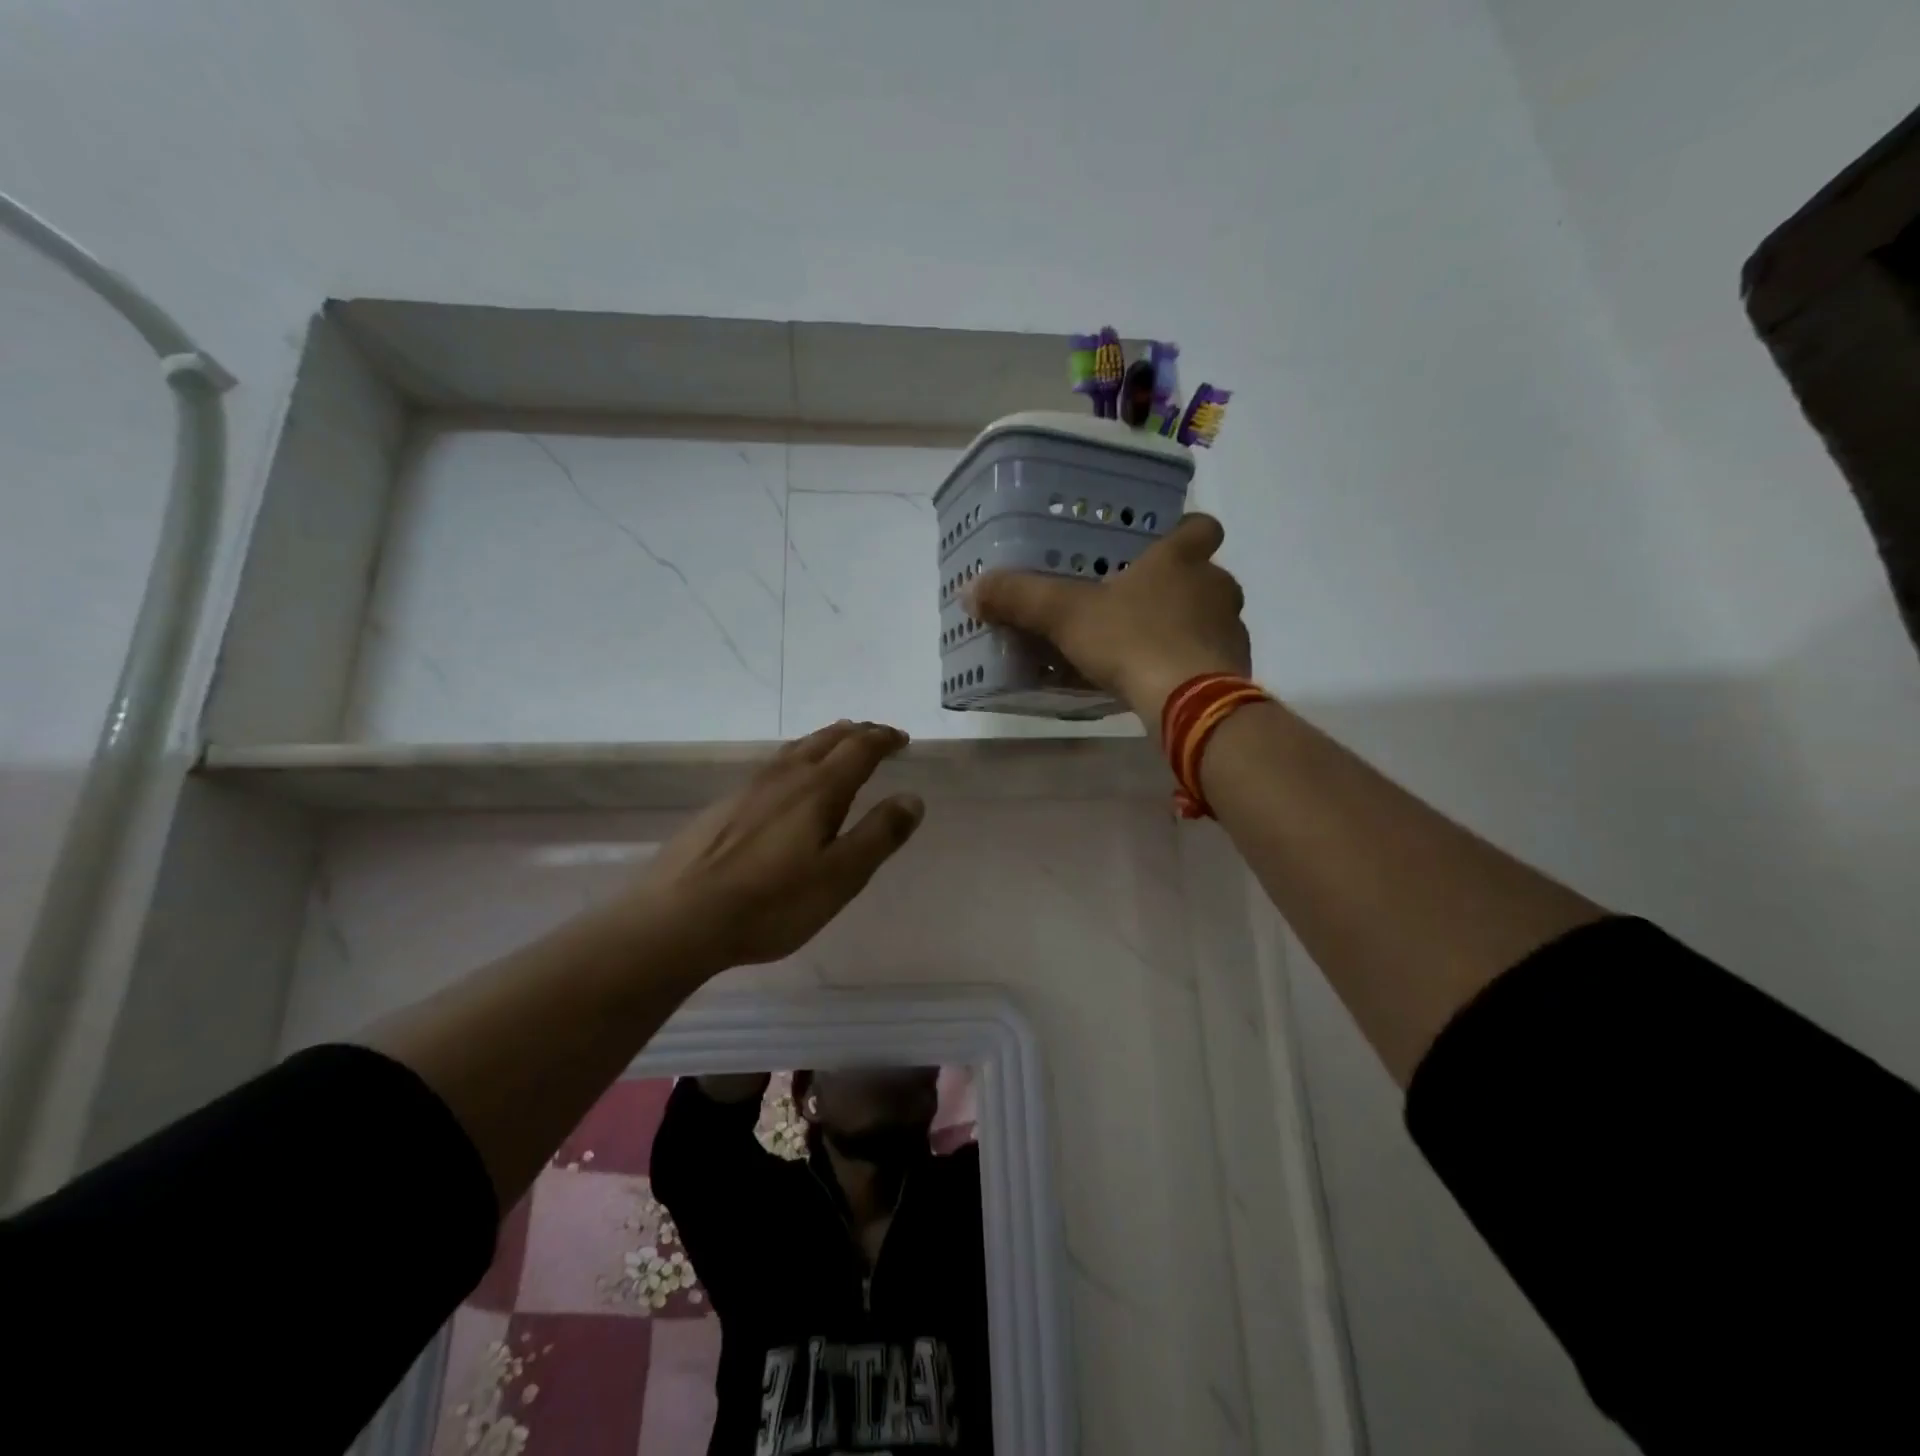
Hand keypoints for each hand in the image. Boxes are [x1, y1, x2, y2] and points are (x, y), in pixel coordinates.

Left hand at [625, 721, 923, 970]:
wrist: (678, 918)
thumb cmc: (771, 903)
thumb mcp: (840, 876)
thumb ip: (879, 835)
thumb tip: (912, 797)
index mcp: (818, 789)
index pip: (859, 749)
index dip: (883, 739)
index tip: (901, 739)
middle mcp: (784, 777)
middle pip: (825, 740)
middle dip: (856, 733)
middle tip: (875, 735)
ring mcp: (748, 789)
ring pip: (794, 750)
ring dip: (824, 740)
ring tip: (837, 744)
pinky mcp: (723, 807)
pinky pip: (772, 767)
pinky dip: (795, 759)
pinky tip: (787, 782)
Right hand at [966, 512, 1251, 733]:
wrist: (1189, 701)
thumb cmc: (1130, 640)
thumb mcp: (1064, 616)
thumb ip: (1020, 599)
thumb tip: (970, 589)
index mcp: (1180, 560)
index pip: (1200, 527)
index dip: (1184, 532)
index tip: (1162, 547)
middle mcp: (1215, 587)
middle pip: (1206, 576)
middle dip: (1179, 588)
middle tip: (1140, 605)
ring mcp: (1231, 629)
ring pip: (1210, 618)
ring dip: (1186, 628)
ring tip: (1148, 648)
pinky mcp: (1236, 669)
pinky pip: (1213, 658)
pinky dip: (1192, 665)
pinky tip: (1164, 682)